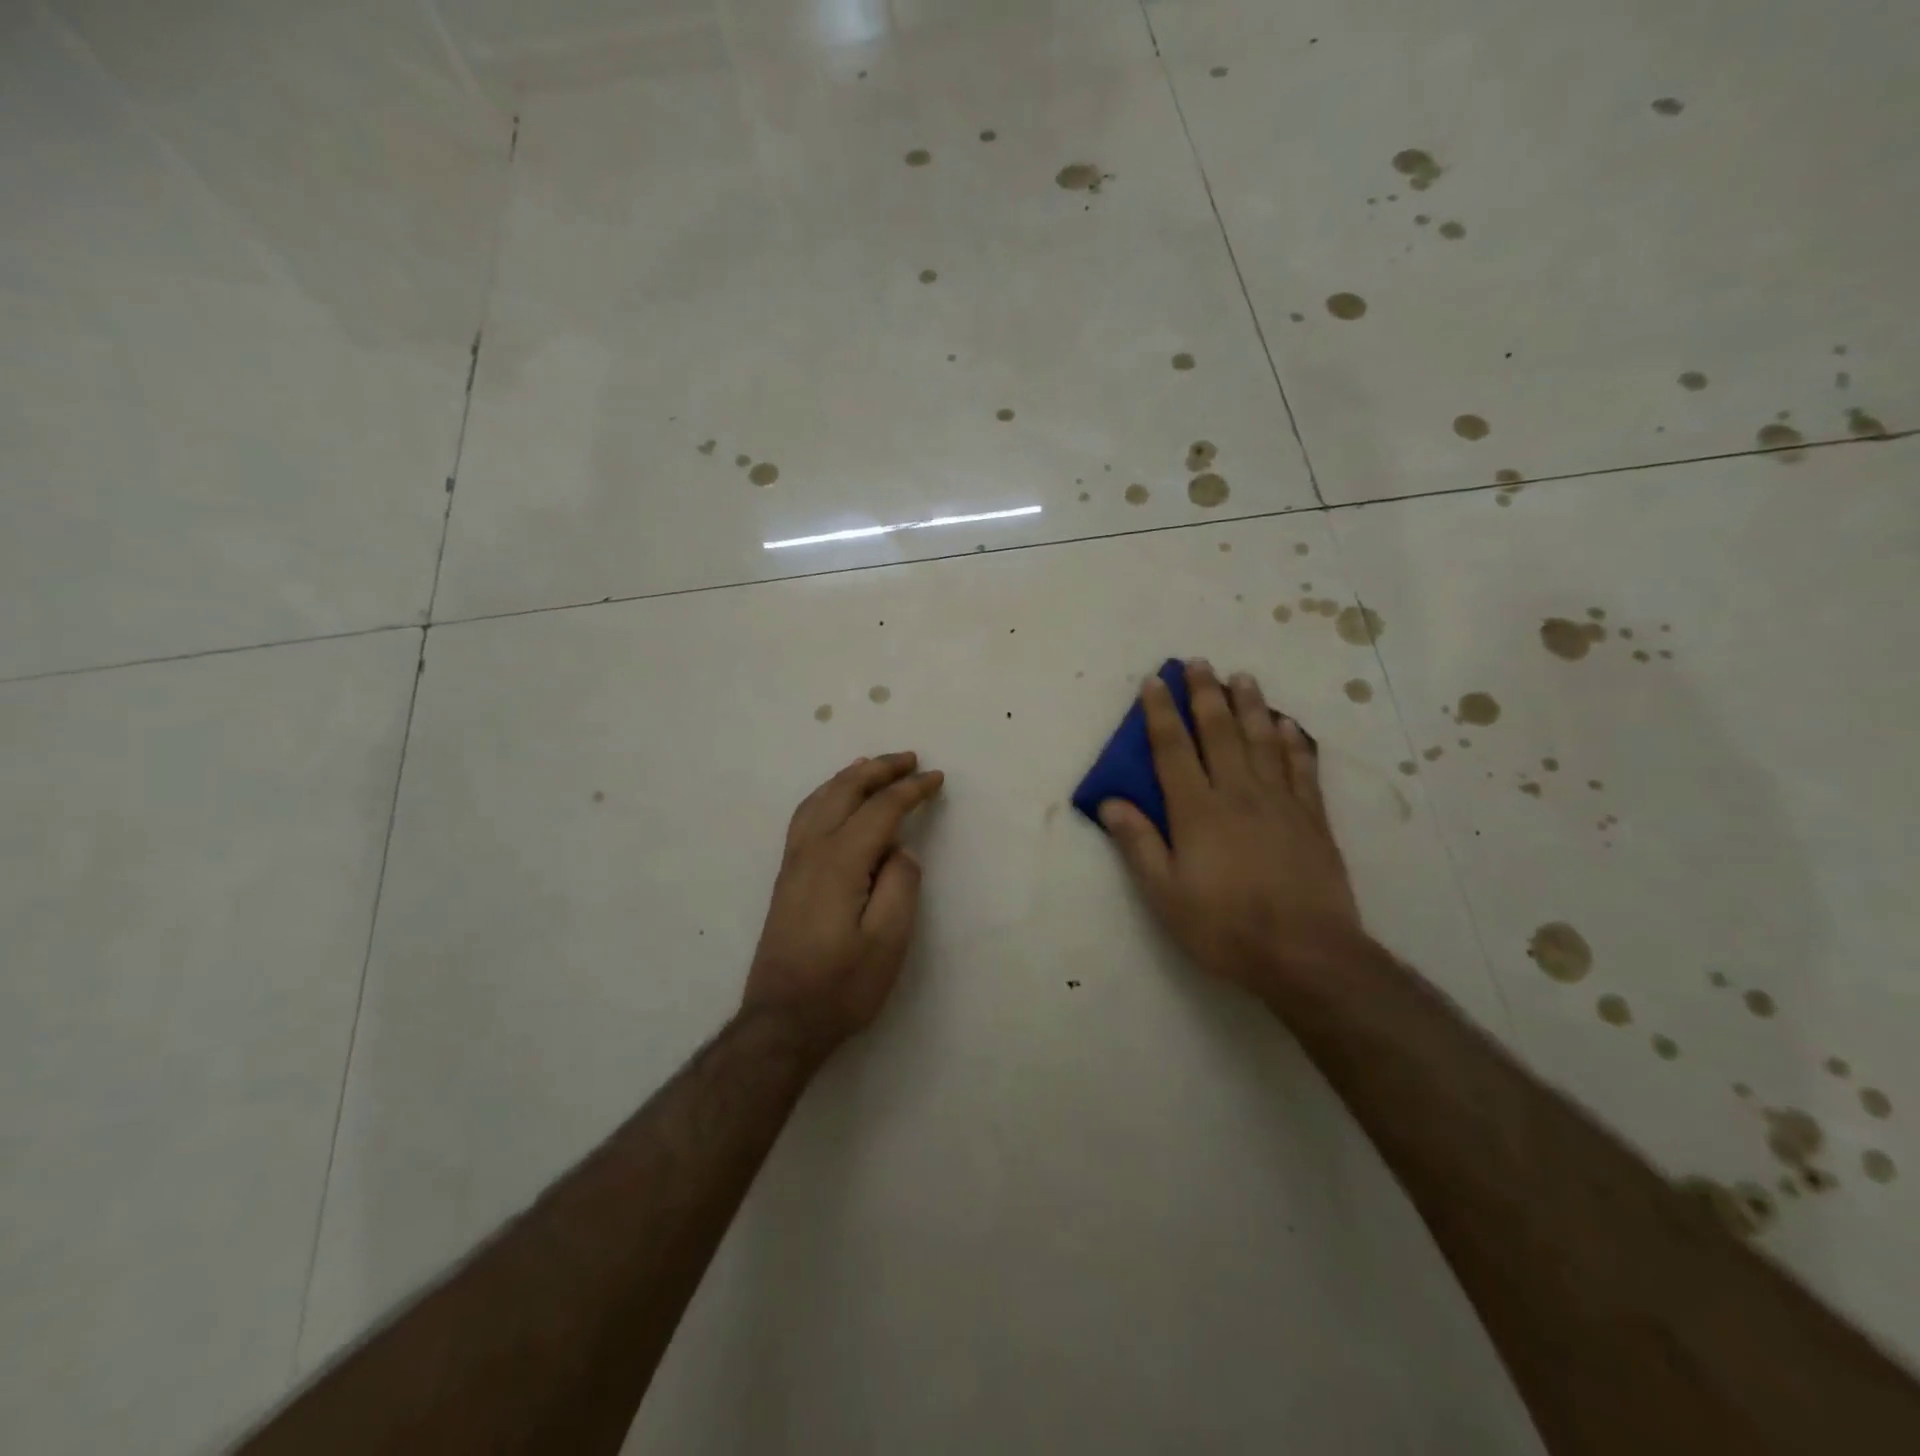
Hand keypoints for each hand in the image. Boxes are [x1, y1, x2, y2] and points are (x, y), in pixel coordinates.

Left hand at [743, 752, 943, 1053]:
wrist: (781, 1021)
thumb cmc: (841, 985)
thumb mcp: (888, 942)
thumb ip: (901, 886)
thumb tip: (901, 850)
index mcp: (839, 862)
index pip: (880, 810)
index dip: (911, 790)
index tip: (937, 778)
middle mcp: (811, 851)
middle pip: (845, 792)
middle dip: (879, 770)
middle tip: (910, 759)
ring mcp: (793, 863)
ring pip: (820, 800)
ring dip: (849, 778)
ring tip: (873, 766)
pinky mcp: (786, 878)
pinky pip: (806, 817)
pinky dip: (826, 795)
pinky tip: (835, 801)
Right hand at [1099, 662, 1363, 990]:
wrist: (1305, 954)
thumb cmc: (1224, 927)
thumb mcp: (1165, 894)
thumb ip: (1139, 843)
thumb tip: (1111, 802)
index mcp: (1197, 811)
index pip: (1173, 749)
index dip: (1161, 713)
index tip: (1155, 681)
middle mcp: (1238, 794)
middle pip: (1219, 733)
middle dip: (1206, 695)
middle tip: (1200, 663)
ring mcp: (1280, 803)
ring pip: (1263, 741)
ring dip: (1251, 706)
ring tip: (1243, 677)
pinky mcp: (1312, 818)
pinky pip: (1302, 768)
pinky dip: (1294, 743)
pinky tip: (1289, 726)